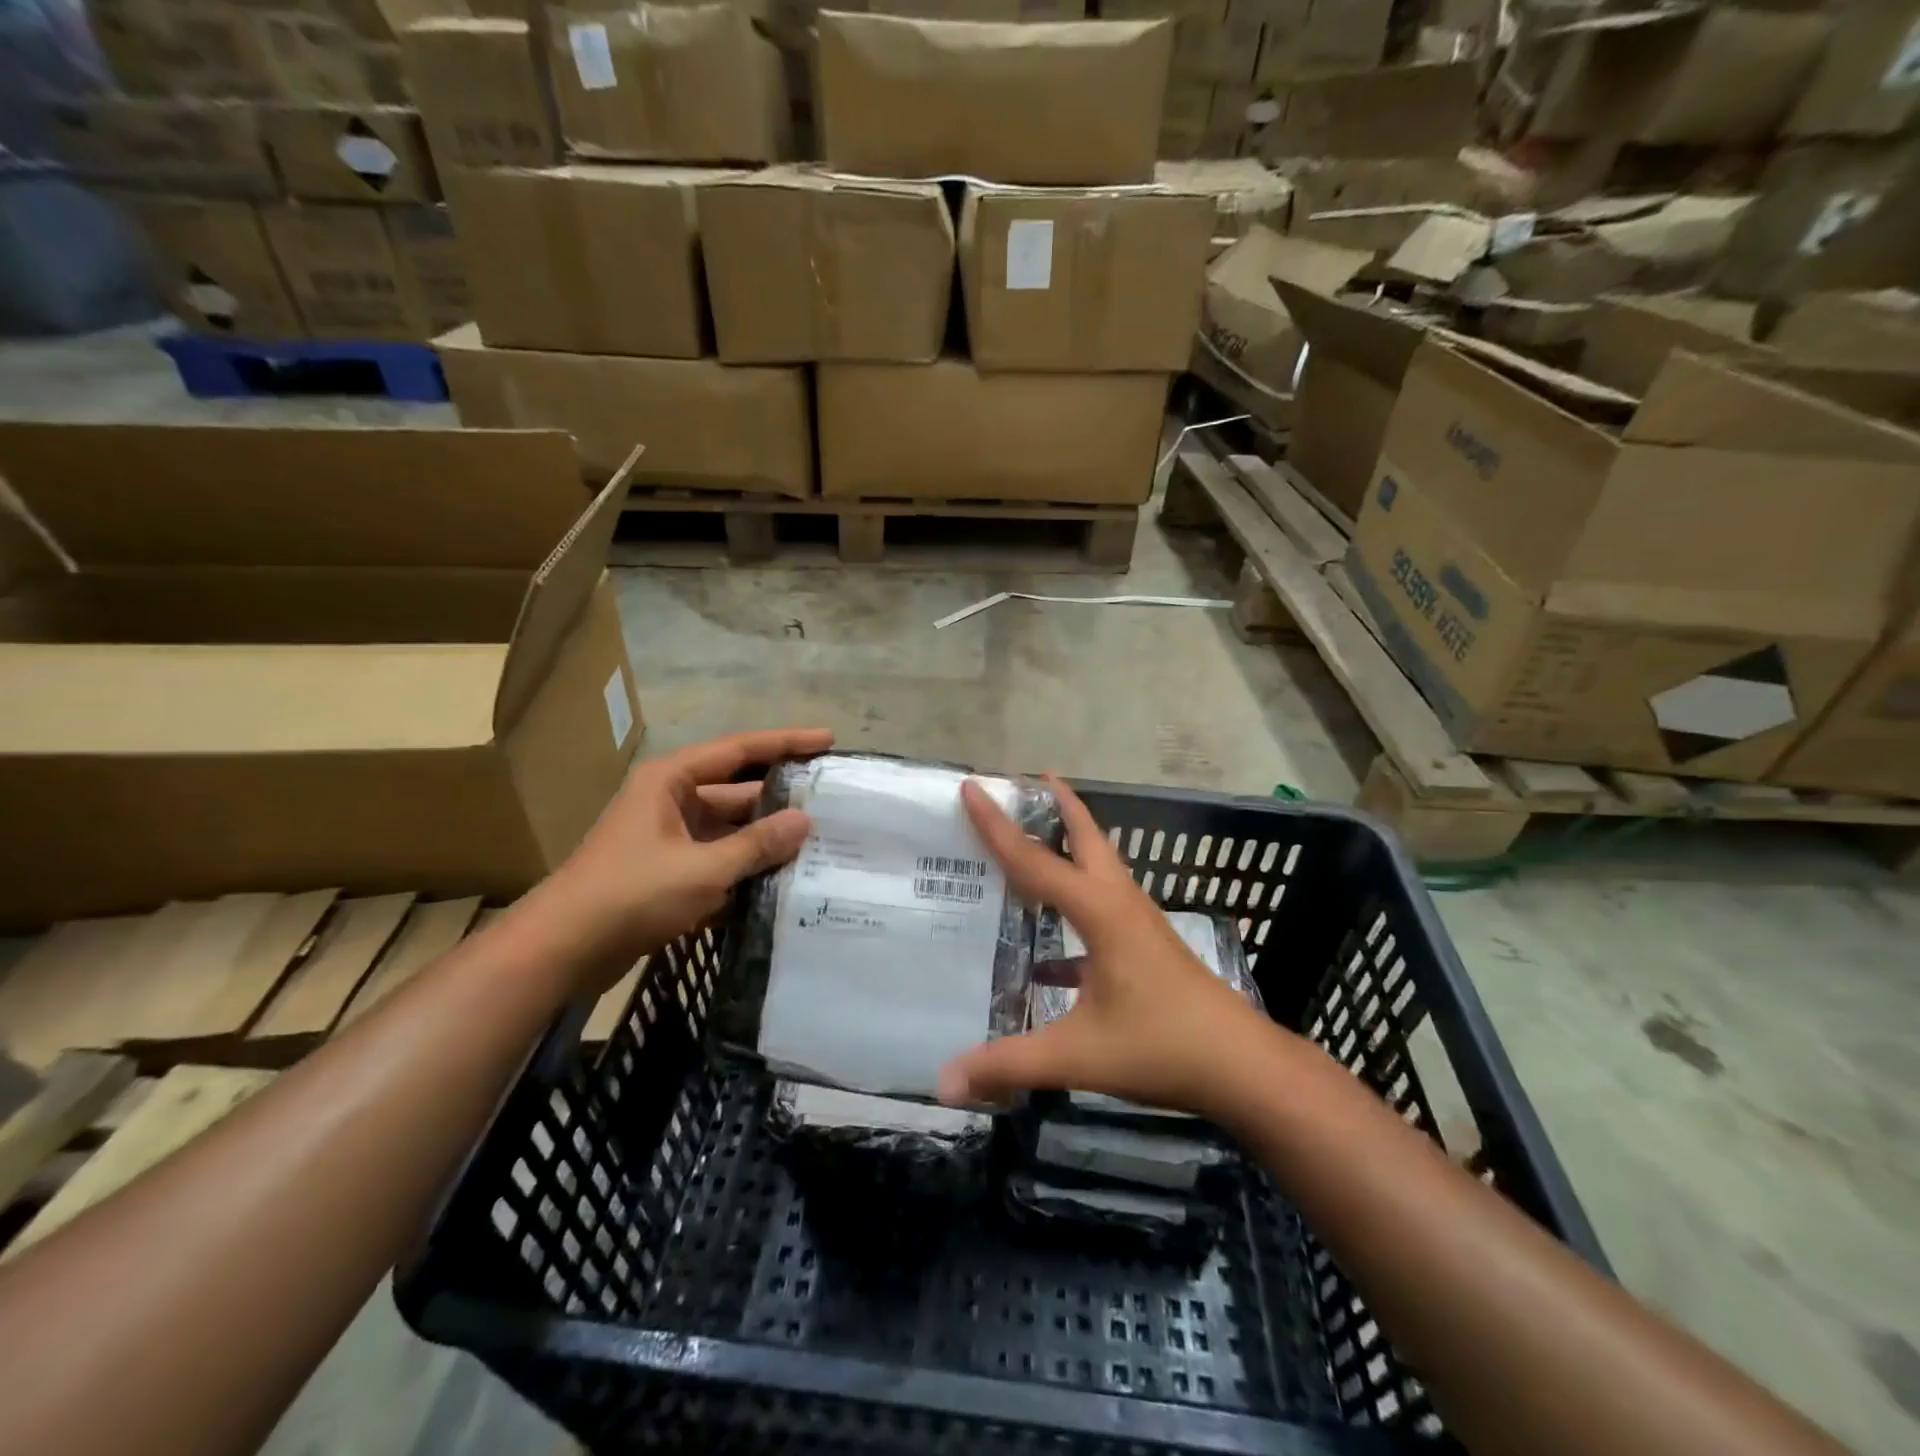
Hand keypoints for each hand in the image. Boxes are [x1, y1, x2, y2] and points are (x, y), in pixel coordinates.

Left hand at [536, 727, 832, 975]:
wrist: (561, 951)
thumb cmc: (630, 894)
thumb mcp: (702, 868)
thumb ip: (756, 844)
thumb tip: (804, 822)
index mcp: (672, 781)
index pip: (739, 750)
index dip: (786, 743)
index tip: (828, 740)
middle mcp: (671, 801)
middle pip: (738, 791)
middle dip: (781, 798)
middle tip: (832, 802)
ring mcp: (669, 839)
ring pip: (730, 830)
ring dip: (766, 839)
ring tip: (819, 843)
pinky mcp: (668, 873)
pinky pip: (718, 860)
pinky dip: (745, 868)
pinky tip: (783, 881)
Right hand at [937, 774, 1272, 1117]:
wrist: (1242, 1066)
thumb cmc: (1163, 1046)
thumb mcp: (1079, 1055)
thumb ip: (1010, 1064)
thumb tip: (943, 1083)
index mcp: (1100, 913)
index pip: (1036, 861)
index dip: (998, 825)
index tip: (974, 787)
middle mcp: (1120, 905)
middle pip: (1086, 838)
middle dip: (1058, 806)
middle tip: (1027, 780)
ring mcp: (1137, 925)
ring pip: (1098, 868)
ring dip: (1069, 846)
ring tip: (1035, 840)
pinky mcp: (1145, 948)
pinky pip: (1101, 910)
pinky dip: (1074, 908)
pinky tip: (1045, 955)